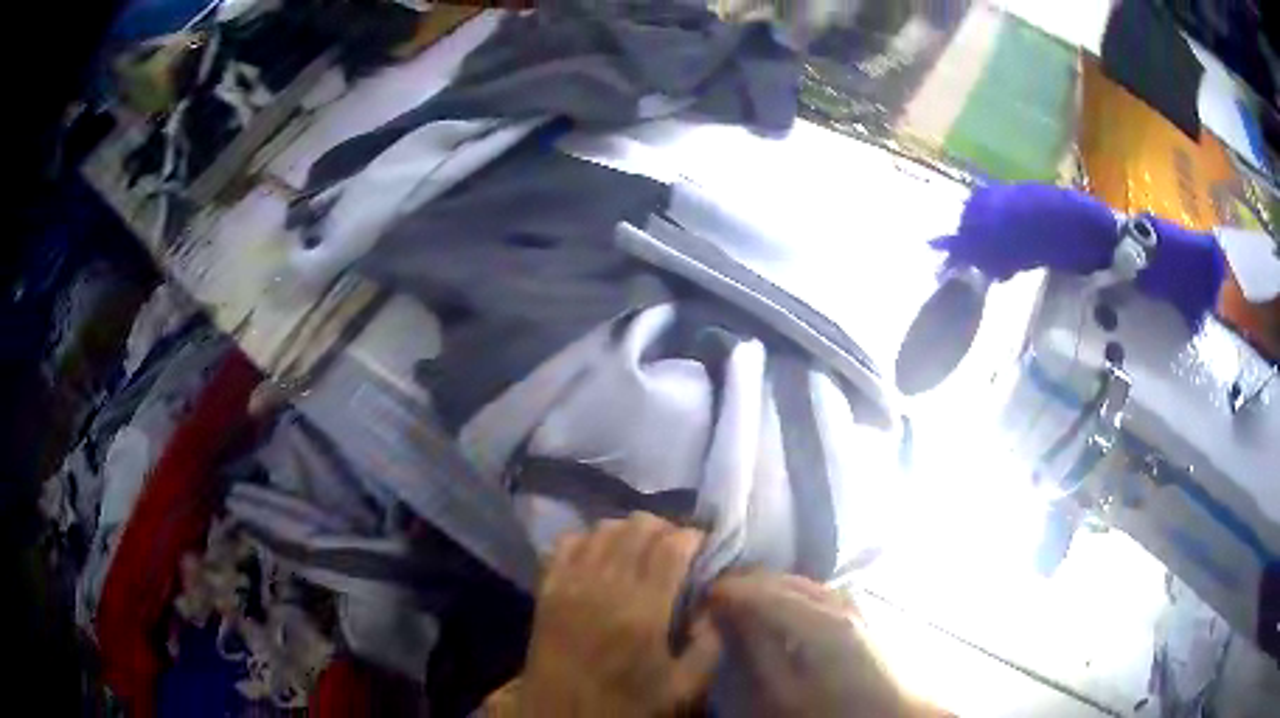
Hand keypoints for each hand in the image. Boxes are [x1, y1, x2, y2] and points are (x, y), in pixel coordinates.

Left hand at [519, 513, 719, 716]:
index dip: (692, 536)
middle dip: (664, 529)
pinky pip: (567, 542)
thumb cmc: (626, 704)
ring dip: (628, 531)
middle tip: (676, 548)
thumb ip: (708, 644)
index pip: (671, 546)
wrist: (561, 715)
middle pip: (637, 528)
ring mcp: (571, 583)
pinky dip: (588, 538)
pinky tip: (600, 555)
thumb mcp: (684, 687)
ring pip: (602, 528)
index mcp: (643, 611)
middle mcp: (605, 586)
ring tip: (641, 549)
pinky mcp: (547, 588)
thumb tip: (709, 604)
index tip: (703, 545)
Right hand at [707, 573, 941, 717]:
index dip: (730, 590)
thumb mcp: (784, 691)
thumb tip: (727, 612)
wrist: (893, 716)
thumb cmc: (832, 710)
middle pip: (785, 580)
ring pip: (803, 582)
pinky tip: (781, 607)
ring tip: (741, 600)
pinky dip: (791, 593)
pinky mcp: (860, 617)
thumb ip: (757, 648)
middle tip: (714, 598)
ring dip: (769, 586)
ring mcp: (854, 607)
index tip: (701, 597)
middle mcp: (840, 603)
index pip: (765, 591)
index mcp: (821, 620)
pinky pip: (818, 592)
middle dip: (747, 583)